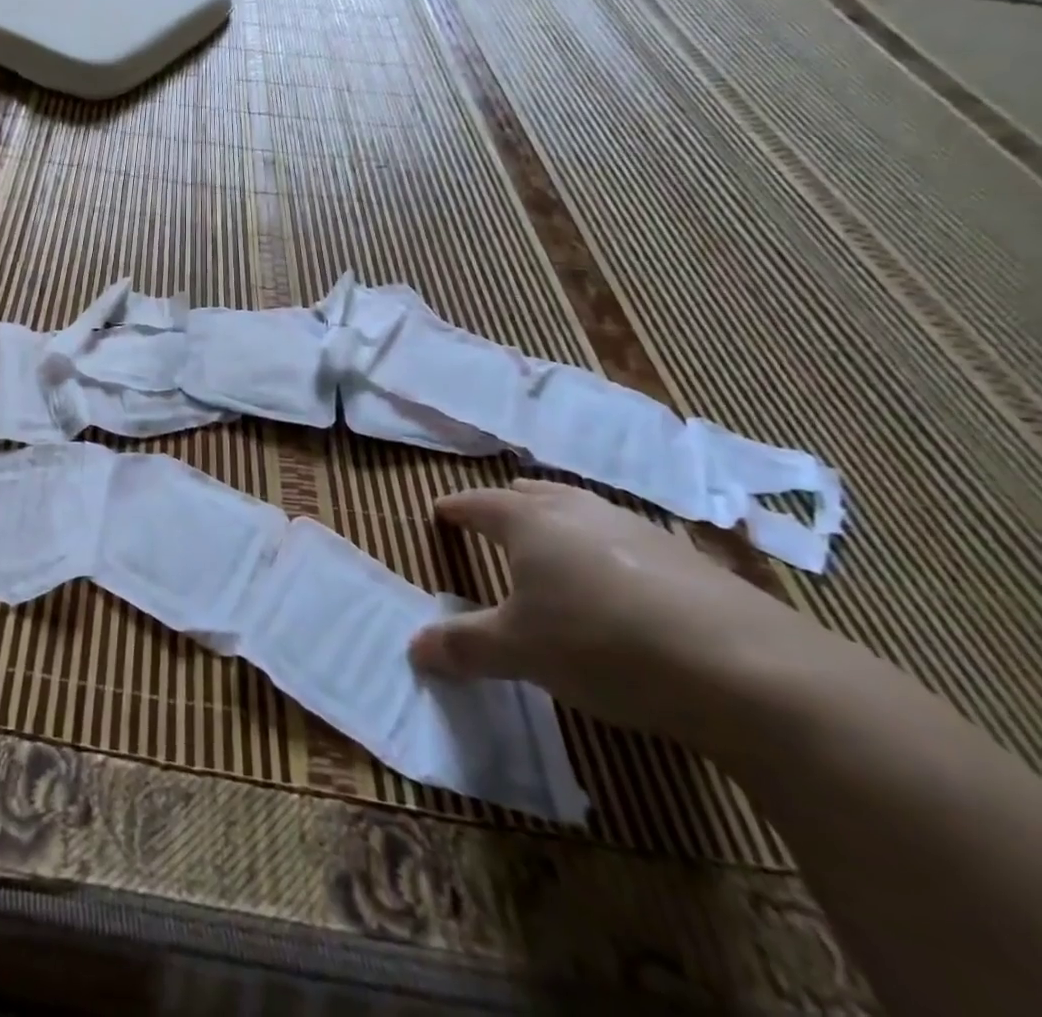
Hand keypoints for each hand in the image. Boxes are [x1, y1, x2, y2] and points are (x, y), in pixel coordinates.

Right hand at [409, 479, 818, 743]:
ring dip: (560, 527)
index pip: (478, 503)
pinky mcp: (690, 560)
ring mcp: (639, 530)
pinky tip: (619, 591)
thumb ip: (463, 645)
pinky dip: (607, 554)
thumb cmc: (601, 643)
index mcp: (529, 521)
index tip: (440, 512)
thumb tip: (414, 648)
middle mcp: (580, 511)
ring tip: (553, 555)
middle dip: (508, 506)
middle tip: (494, 526)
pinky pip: (627, 542)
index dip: (456, 509)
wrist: (749, 669)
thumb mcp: (519, 652)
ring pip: (583, 513)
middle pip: (533, 494)